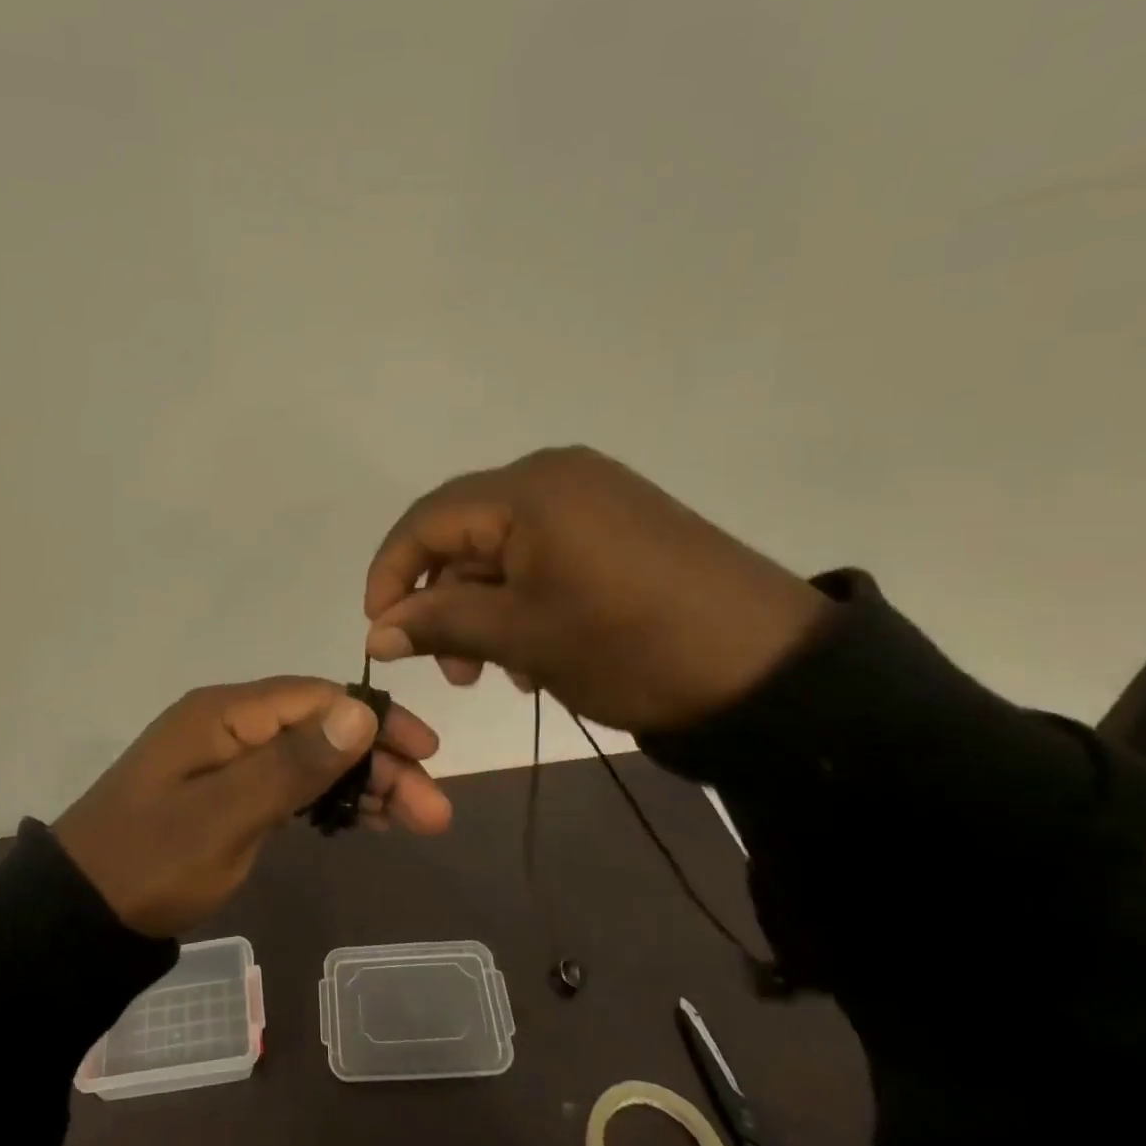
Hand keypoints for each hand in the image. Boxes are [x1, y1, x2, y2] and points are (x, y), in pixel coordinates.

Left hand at [53, 677, 449, 937]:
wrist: (82, 913)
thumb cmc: (152, 861)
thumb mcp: (225, 816)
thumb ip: (292, 764)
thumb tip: (359, 710)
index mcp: (226, 714)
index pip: (318, 699)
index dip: (377, 721)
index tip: (427, 754)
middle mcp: (231, 725)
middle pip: (322, 729)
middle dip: (380, 763)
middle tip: (432, 810)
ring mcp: (230, 760)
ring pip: (312, 758)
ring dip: (363, 784)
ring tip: (414, 820)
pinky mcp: (229, 792)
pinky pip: (292, 784)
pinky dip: (331, 799)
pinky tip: (367, 820)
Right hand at [362, 446, 827, 733]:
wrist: (769, 670)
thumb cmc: (629, 646)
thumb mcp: (523, 637)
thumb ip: (439, 624)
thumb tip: (376, 632)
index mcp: (528, 489)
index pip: (427, 520)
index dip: (391, 573)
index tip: (378, 630)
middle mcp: (556, 475)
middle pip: (465, 532)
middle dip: (443, 598)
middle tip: (449, 667)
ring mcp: (594, 496)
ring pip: (505, 547)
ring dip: (484, 605)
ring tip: (495, 669)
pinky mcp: (622, 522)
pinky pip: (546, 552)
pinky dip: (525, 597)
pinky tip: (536, 649)